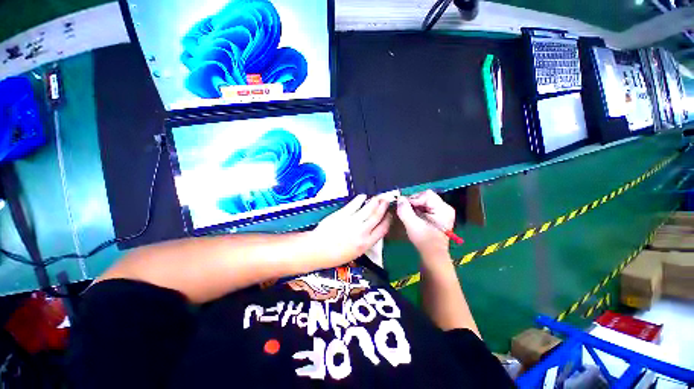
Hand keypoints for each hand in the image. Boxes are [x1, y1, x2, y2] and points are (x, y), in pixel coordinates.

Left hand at [311, 194, 392, 266]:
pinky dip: (360, 199)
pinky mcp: (342, 214)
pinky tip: (363, 196)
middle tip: (386, 200)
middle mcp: (362, 232)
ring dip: (375, 201)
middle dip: (383, 207)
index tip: (389, 215)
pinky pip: (354, 205)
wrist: (318, 249)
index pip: (383, 229)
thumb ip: (366, 241)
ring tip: (378, 197)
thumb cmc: (335, 255)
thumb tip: (372, 230)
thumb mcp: (355, 253)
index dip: (388, 220)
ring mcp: (352, 222)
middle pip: (377, 216)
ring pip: (368, 209)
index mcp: (366, 244)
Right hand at [396, 190, 454, 258]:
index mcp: (443, 209)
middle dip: (414, 202)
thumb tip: (400, 198)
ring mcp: (442, 211)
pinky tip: (414, 216)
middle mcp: (445, 207)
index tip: (403, 206)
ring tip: (409, 215)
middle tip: (405, 210)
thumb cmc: (425, 241)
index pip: (426, 195)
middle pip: (425, 196)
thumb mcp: (412, 225)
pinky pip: (425, 206)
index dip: (413, 199)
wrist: (433, 255)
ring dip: (414, 206)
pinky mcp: (438, 215)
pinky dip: (417, 209)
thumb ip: (405, 210)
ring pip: (424, 201)